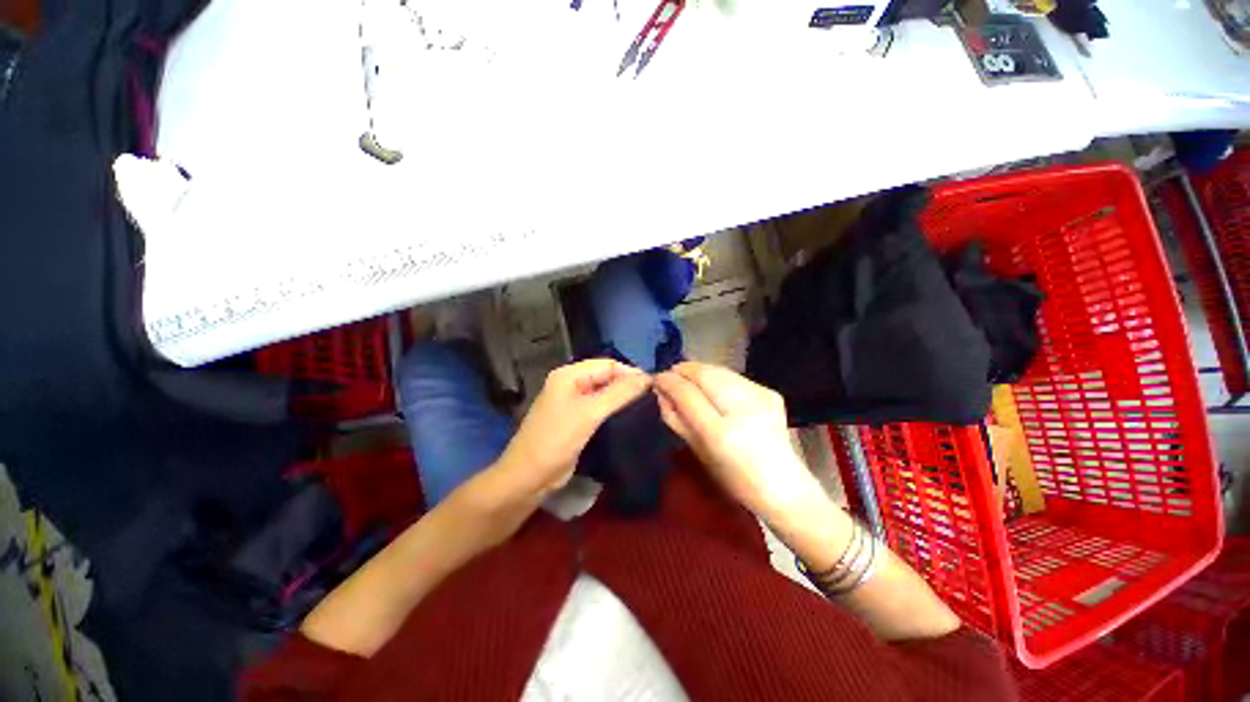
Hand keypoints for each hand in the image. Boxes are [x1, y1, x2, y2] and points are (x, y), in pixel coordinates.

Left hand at [494, 359, 650, 499]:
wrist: (529, 477)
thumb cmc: (556, 439)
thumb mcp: (589, 413)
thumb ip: (619, 393)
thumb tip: (647, 378)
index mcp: (569, 375)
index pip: (607, 364)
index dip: (630, 372)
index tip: (654, 386)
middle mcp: (570, 384)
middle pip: (605, 377)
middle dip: (627, 385)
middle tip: (652, 397)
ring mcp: (572, 402)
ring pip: (604, 393)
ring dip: (622, 398)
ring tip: (646, 406)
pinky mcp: (576, 420)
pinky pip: (599, 408)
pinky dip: (614, 410)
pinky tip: (629, 417)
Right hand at [654, 362, 825, 520]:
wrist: (784, 486)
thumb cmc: (734, 479)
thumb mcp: (699, 453)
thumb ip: (676, 420)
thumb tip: (661, 394)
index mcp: (721, 433)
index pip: (687, 394)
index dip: (668, 382)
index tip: (657, 379)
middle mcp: (742, 409)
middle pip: (704, 374)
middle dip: (683, 370)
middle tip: (670, 376)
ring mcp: (760, 397)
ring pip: (718, 370)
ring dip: (698, 371)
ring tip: (688, 379)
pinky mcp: (769, 392)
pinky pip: (733, 376)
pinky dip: (717, 377)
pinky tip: (712, 387)